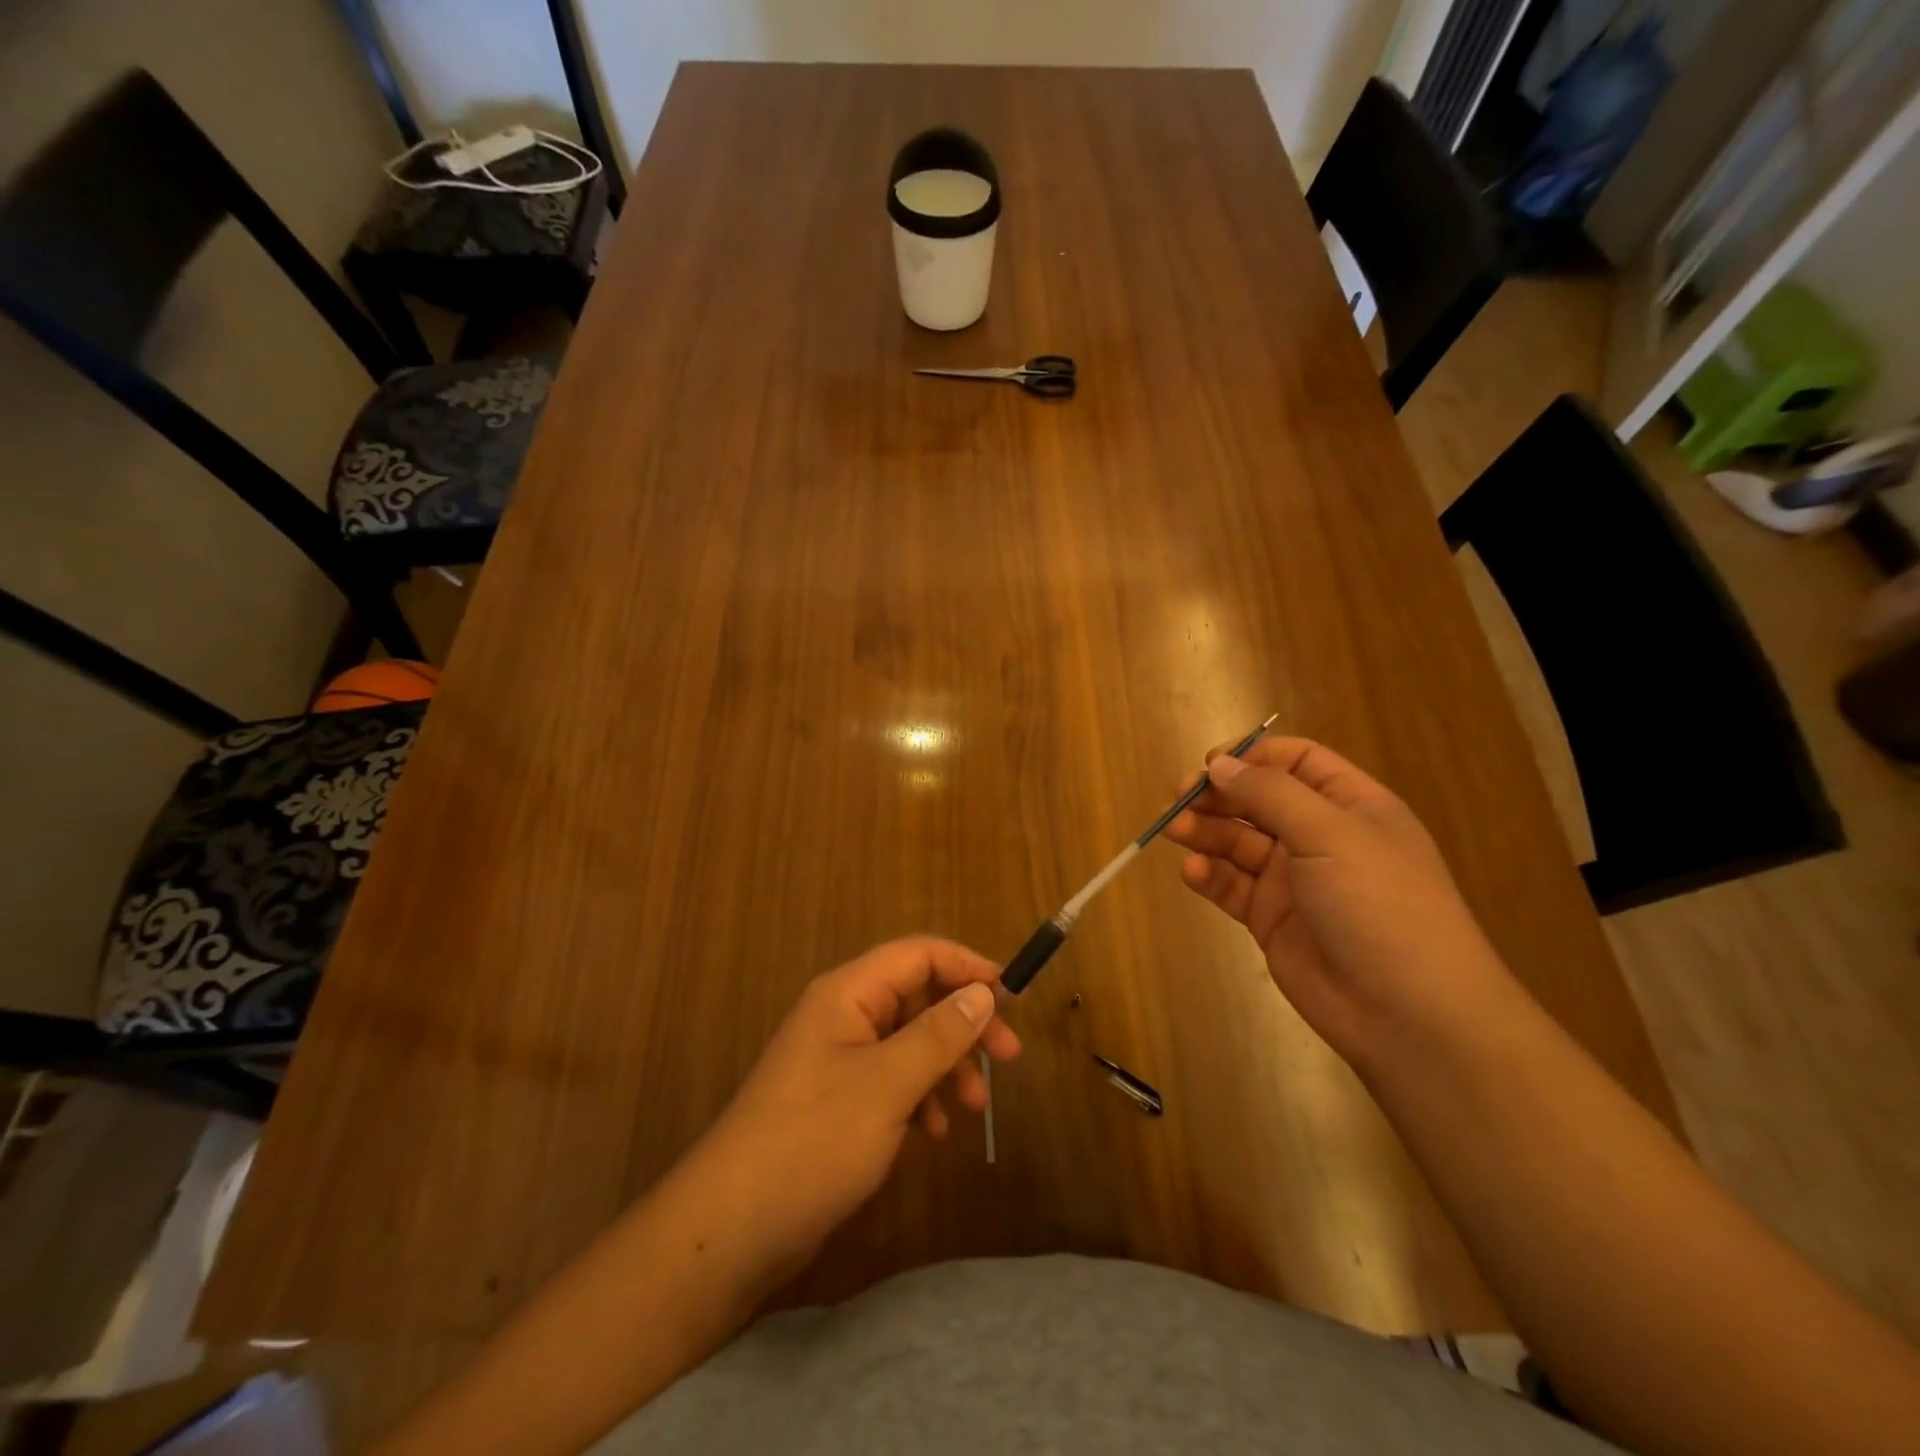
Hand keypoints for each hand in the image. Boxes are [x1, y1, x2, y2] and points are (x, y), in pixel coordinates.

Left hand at [697, 937, 1020, 1281]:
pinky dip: (919, 1096)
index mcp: (848, 994)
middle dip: (964, 1023)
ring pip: (908, 1040)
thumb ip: (939, 1034)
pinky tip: (931, 1132)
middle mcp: (843, 1015)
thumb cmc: (813, 1140)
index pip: (919, 954)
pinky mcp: (836, 1099)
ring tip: (973, 1107)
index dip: (967, 967)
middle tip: (1008, 1058)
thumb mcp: (887, 1084)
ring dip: (946, 1064)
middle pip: (917, 996)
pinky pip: (891, 1078)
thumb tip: (983, 991)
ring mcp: (837, 1058)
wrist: (731, 1228)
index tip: (1011, 999)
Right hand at [1164, 737, 1508, 1062]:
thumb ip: (1271, 794)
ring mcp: (1293, 879)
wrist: (1408, 1013)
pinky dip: (1209, 875)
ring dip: (1204, 832)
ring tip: (1174, 831)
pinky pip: (1231, 886)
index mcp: (1350, 805)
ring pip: (1237, 842)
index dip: (1252, 756)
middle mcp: (1320, 836)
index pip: (1296, 762)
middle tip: (1178, 797)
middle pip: (1257, 800)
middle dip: (1218, 795)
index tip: (1211, 764)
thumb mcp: (1330, 834)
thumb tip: (1221, 764)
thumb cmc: (1380, 903)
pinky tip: (1193, 872)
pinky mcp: (1270, 918)